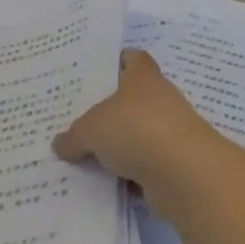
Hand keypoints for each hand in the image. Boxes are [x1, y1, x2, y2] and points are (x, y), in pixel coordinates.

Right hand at [53, 51, 224, 202]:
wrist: (184, 173)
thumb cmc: (136, 130)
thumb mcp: (91, 130)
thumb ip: (74, 136)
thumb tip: (60, 143)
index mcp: (143, 78)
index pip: (134, 59)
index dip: (118, 61)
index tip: (99, 71)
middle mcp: (161, 100)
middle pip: (134, 99)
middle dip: (111, 111)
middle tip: (80, 121)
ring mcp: (171, 133)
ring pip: (139, 135)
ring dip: (121, 146)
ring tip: (87, 157)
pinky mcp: (176, 164)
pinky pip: (145, 166)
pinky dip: (130, 175)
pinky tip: (106, 185)